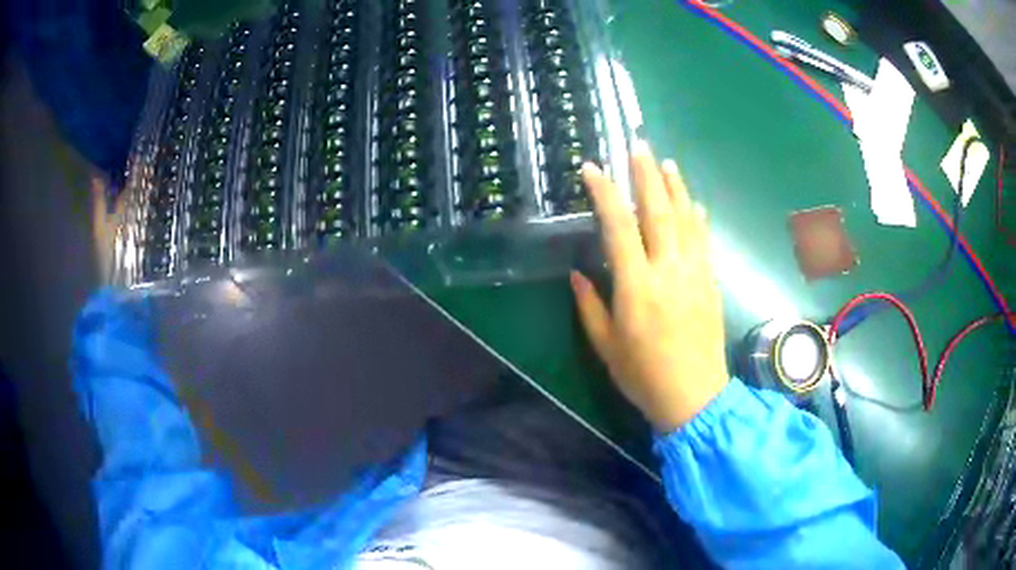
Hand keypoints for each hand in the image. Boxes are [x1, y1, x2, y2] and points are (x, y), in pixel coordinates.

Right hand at [570, 141, 728, 431]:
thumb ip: (590, 306)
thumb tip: (578, 273)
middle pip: (658, 212)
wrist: (695, 396)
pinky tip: (695, 203)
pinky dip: (698, 218)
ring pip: (686, 220)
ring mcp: (695, 273)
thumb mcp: (606, 346)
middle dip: (646, 175)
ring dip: (676, 188)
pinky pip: (705, 241)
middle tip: (638, 146)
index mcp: (637, 287)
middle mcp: (668, 271)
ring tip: (666, 162)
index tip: (593, 168)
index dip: (605, 194)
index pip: (619, 227)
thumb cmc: (644, 375)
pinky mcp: (711, 282)